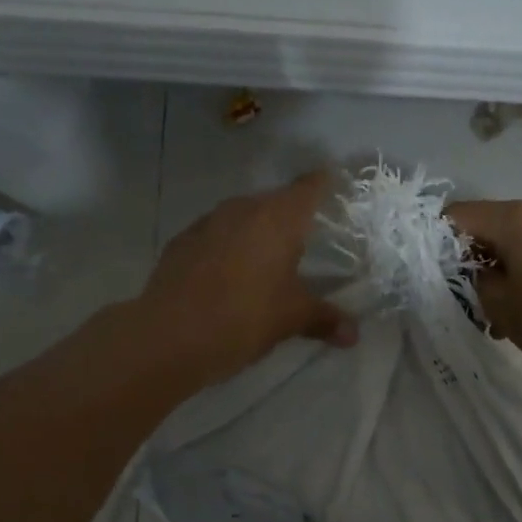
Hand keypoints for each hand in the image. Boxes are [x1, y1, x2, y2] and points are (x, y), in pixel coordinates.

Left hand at [137, 172, 356, 386]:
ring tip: (267, 261)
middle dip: (291, 218)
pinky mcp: (181, 243)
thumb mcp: (290, 319)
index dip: (325, 184)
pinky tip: (228, 276)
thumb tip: (353, 334)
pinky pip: (214, 237)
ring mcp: (206, 223)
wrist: (168, 336)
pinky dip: (227, 249)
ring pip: (241, 218)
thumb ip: (324, 319)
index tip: (336, 186)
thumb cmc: (242, 318)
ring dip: (255, 233)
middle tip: (307, 240)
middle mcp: (242, 209)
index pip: (310, 187)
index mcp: (277, 218)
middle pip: (275, 201)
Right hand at [445, 200, 521, 372]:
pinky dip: (518, 278)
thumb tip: (469, 271)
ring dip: (493, 274)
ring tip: (489, 314)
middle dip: (464, 261)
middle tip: (455, 296)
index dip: (435, 239)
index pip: (456, 215)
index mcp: (512, 220)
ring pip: (508, 246)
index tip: (427, 270)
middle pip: (483, 229)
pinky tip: (518, 313)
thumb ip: (472, 279)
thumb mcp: (498, 304)